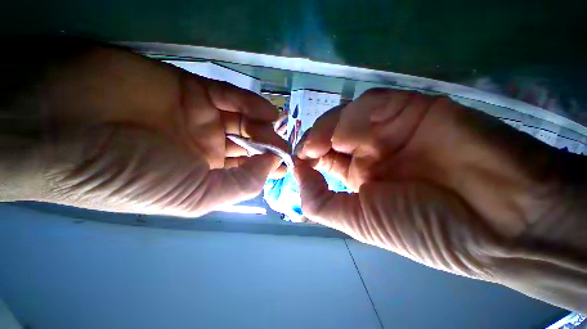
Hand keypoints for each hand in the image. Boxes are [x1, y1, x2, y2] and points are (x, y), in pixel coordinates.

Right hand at [3, 45, 285, 216]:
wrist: (60, 131)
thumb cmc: (128, 176)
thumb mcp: (196, 196)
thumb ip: (241, 183)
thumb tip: (272, 165)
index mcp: (206, 175)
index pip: (247, 170)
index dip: (269, 166)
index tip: (288, 162)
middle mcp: (204, 148)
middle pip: (249, 145)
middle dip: (269, 143)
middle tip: (288, 141)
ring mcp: (197, 118)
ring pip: (243, 120)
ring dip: (264, 124)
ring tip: (280, 126)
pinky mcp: (187, 89)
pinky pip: (229, 96)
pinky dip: (251, 104)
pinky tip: (268, 110)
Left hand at [296, 89, 586, 310]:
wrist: (503, 222)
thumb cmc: (426, 229)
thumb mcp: (359, 222)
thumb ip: (320, 201)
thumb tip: (298, 174)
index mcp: (359, 178)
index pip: (323, 159)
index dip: (306, 156)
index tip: (296, 158)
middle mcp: (371, 153)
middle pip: (329, 134)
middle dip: (313, 138)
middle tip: (306, 149)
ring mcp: (390, 130)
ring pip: (344, 116)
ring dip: (328, 128)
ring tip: (327, 145)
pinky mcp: (412, 109)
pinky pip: (369, 105)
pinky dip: (353, 119)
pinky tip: (354, 137)